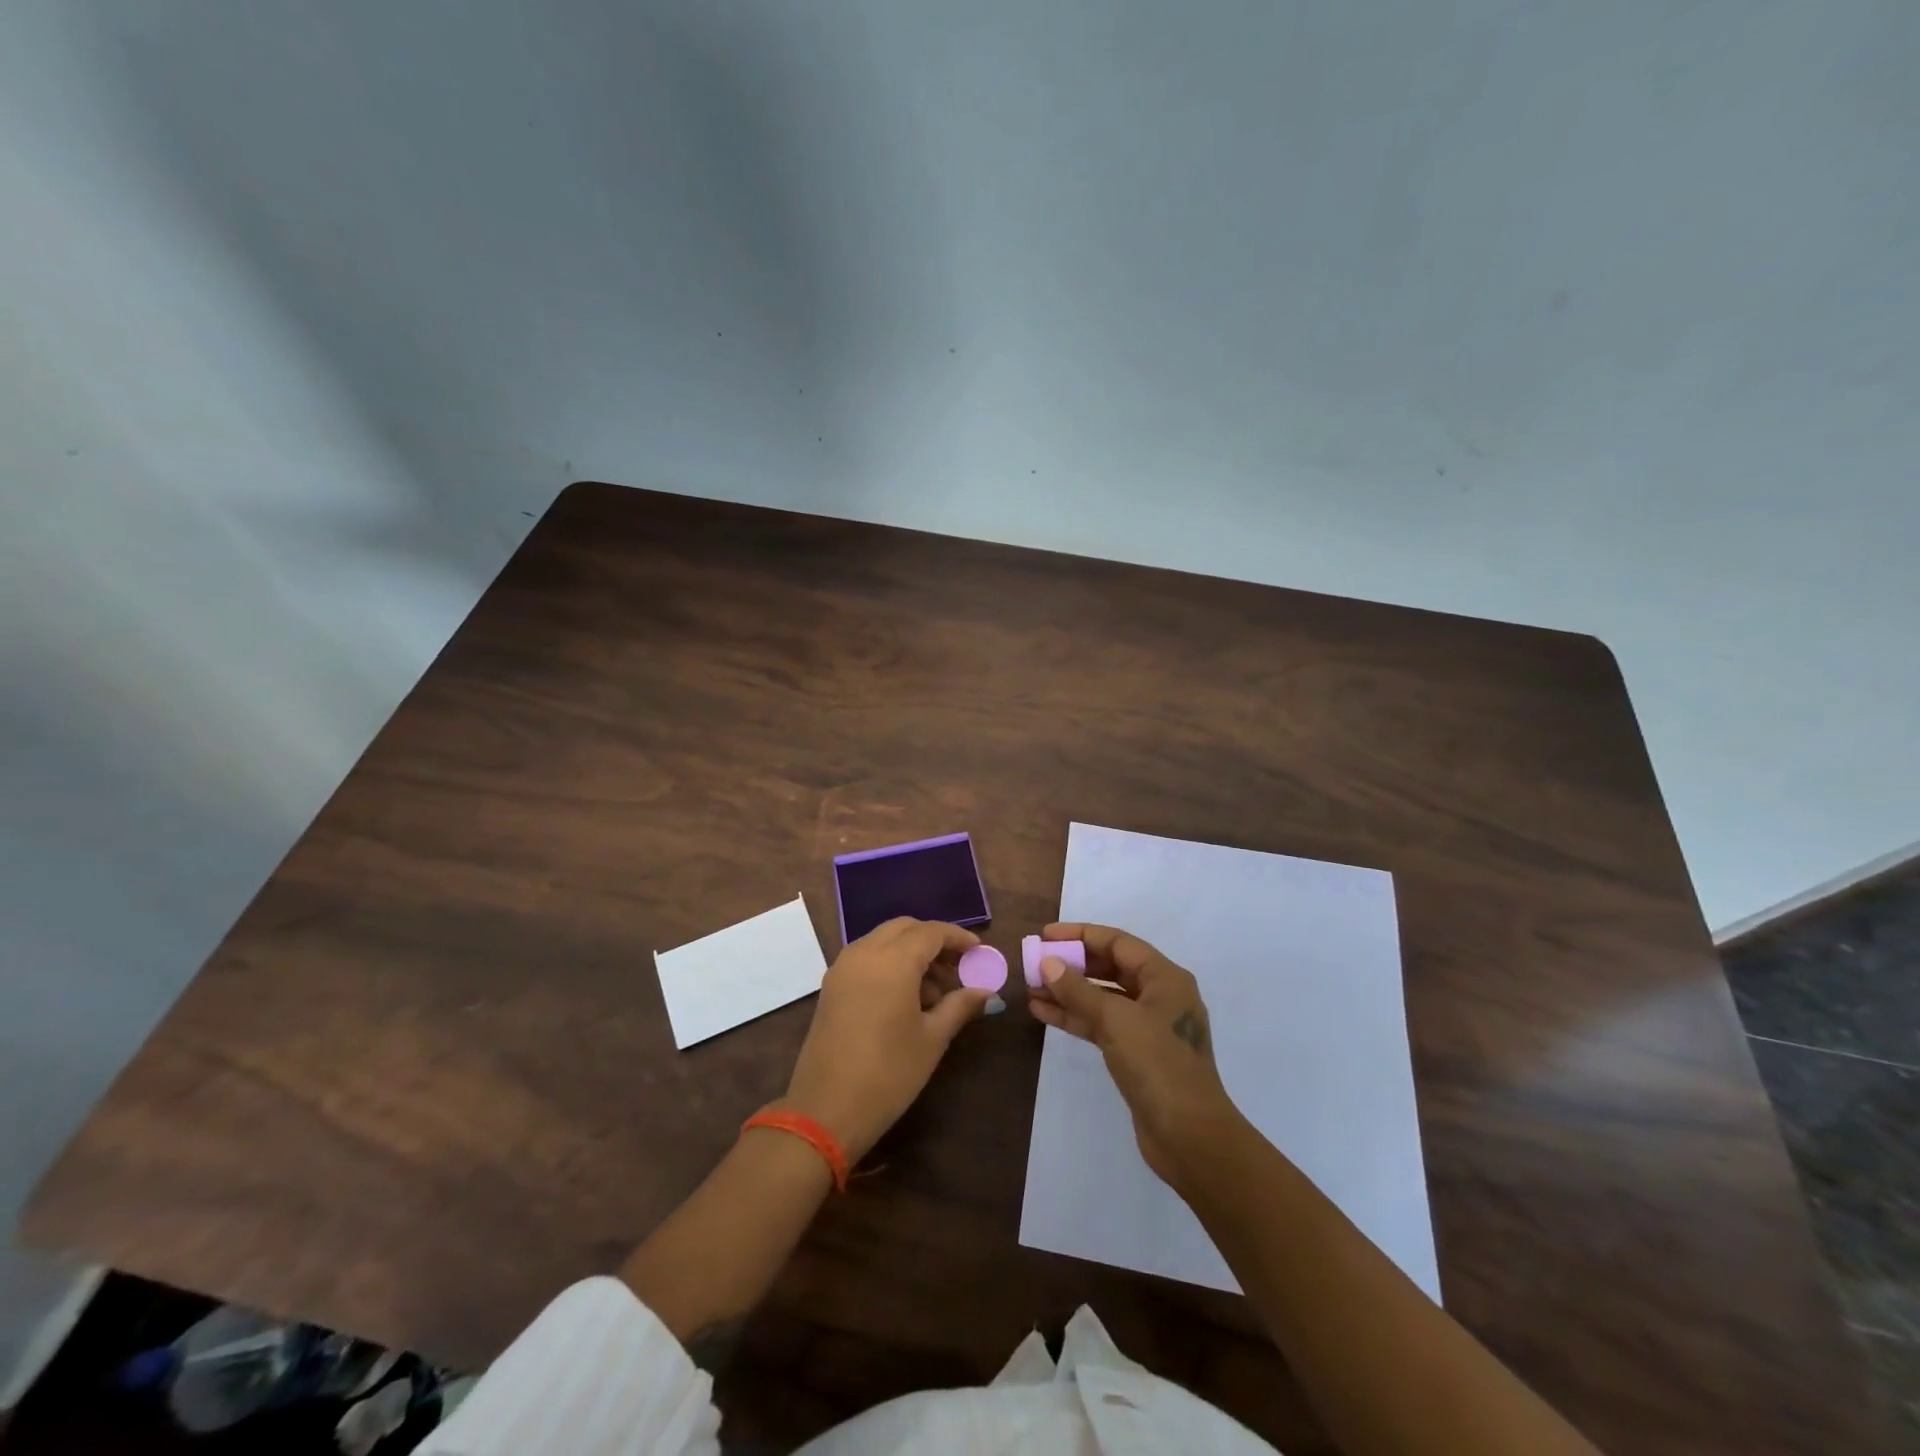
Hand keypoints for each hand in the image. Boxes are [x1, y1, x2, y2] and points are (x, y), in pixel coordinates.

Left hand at [781, 917, 990, 1162]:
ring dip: (910, 951)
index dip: (958, 938)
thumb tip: (986, 992)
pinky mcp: (831, 985)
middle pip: (904, 928)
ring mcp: (842, 967)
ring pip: (883, 940)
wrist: (825, 1111)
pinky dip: (889, 962)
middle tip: (957, 968)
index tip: (979, 952)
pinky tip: (906, 997)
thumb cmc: (888, 1074)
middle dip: (933, 941)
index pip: (931, 932)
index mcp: (892, 961)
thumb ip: (960, 1006)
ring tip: (935, 992)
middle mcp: (864, 953)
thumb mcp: (932, 1039)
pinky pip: (866, 957)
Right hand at [1029, 922, 1245, 1188]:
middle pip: (1110, 968)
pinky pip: (1101, 1024)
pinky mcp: (1136, 1054)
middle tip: (1035, 963)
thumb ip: (1079, 989)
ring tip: (1031, 988)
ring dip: (1068, 992)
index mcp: (1165, 978)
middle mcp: (1159, 996)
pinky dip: (1075, 1017)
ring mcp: (1148, 1026)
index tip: (1045, 936)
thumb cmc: (1158, 1064)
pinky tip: (1043, 1013)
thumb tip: (1048, 963)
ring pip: (1102, 998)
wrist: (1190, 1136)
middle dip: (1072, 964)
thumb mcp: (1116, 1020)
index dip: (1080, 935)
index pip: (1118, 942)